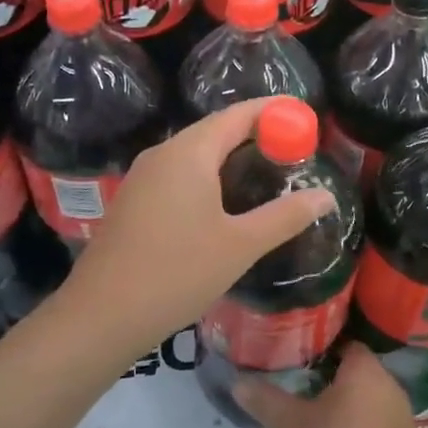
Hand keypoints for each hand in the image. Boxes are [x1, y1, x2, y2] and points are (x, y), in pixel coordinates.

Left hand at [58, 98, 336, 357]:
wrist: (102, 316)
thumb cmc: (177, 273)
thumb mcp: (241, 245)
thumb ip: (286, 216)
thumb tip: (326, 196)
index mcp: (189, 153)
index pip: (238, 115)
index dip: (273, 112)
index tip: (304, 117)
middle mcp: (163, 154)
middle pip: (216, 130)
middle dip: (256, 134)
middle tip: (294, 149)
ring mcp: (143, 177)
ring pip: (196, 153)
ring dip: (231, 156)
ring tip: (267, 173)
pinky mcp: (134, 201)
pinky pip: (179, 173)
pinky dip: (209, 175)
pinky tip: (226, 202)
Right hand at [235, 344, 427, 427]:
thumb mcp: (295, 426)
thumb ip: (266, 402)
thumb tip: (237, 382)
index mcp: (363, 365)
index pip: (341, 340)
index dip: (318, 347)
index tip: (296, 356)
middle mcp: (386, 378)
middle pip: (352, 367)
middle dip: (328, 375)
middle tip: (300, 384)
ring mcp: (399, 408)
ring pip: (365, 394)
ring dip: (344, 402)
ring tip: (316, 413)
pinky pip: (376, 418)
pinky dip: (359, 423)